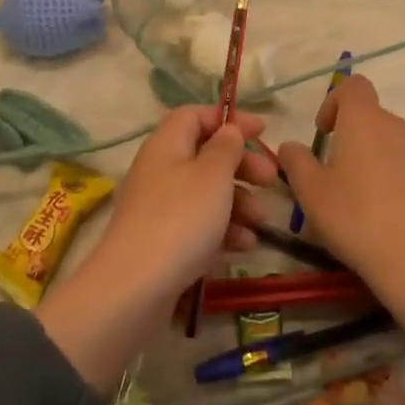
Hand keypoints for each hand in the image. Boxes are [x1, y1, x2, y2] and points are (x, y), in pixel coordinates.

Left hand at [100, 104, 278, 296]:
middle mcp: (159, 169)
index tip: (262, 130)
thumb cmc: (180, 219)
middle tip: (271, 179)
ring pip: (205, 192)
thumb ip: (226, 147)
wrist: (134, 289)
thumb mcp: (213, 175)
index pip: (196, 116)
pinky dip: (223, 229)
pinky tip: (245, 245)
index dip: (229, 119)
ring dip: (238, 201)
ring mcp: (158, 207)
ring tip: (262, 221)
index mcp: (167, 143)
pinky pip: (198, 224)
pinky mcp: (161, 242)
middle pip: (205, 154)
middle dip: (241, 164)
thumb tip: (228, 130)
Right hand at [278, 76, 404, 371]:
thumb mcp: (312, 194)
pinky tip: (398, 221)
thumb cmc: (357, 219)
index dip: (335, 101)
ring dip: (380, 162)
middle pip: (374, 119)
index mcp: (364, 120)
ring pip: (397, 146)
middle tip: (340, 178)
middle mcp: (398, 126)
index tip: (325, 132)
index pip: (353, 85)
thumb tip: (290, 146)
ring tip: (369, 204)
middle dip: (355, 140)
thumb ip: (296, 162)